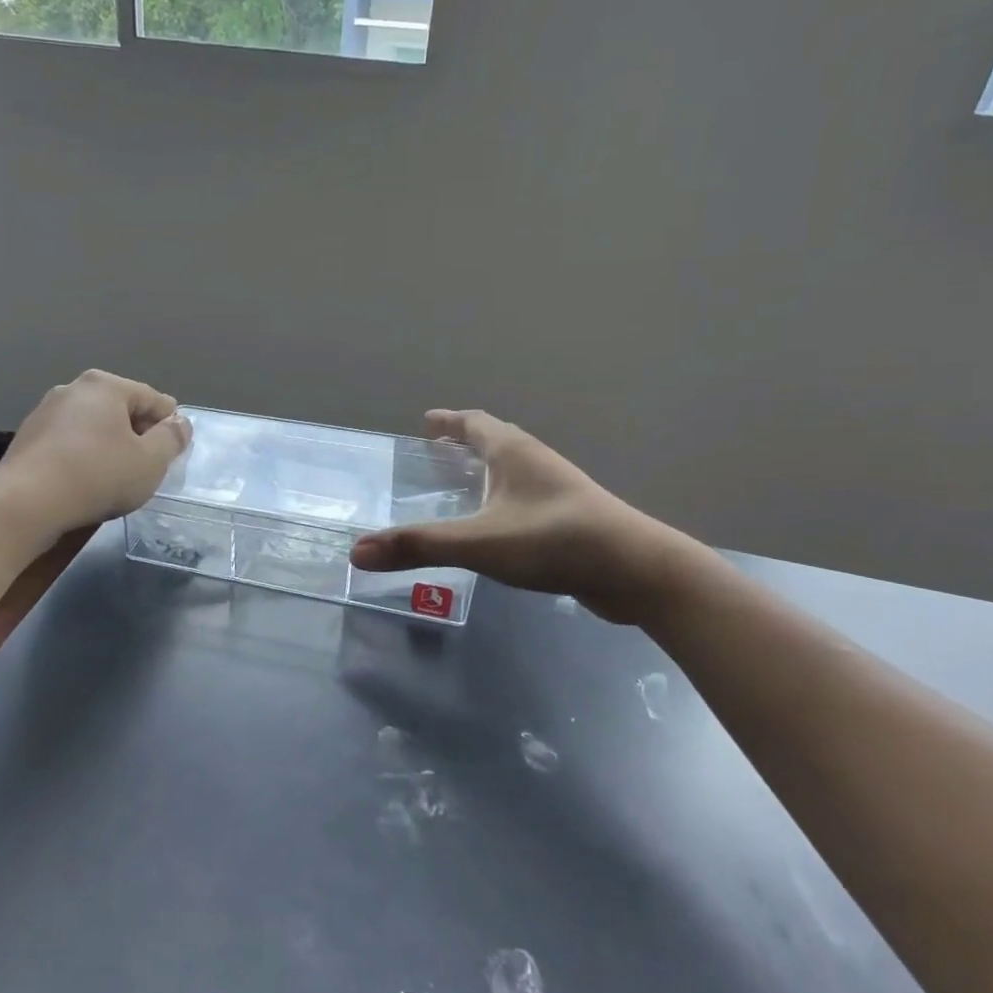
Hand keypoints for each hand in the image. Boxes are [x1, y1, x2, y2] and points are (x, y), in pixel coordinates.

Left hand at [0, 371, 191, 535]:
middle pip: (122, 409)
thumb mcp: (150, 462)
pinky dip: (84, 455)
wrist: (25, 503)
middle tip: (147, 468)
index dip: (170, 426)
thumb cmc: (97, 475)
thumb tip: (180, 423)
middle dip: (138, 435)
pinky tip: (86, 481)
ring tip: (116, 477)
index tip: (173, 454)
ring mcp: (46, 411)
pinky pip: (70, 441)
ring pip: (94, 425)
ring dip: (110, 445)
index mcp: (107, 385)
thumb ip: (172, 439)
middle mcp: (74, 388)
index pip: (154, 400)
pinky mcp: (28, 436)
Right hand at [350, 410, 697, 623]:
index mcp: (513, 453)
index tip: (426, 421)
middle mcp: (536, 462)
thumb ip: (419, 546)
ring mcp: (558, 490)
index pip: (475, 423)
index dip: (449, 421)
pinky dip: (504, 499)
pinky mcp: (571, 519)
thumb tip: (357, 551)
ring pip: (515, 469)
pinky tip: (497, 527)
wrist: (636, 571)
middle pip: (497, 440)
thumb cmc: (554, 541)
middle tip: (438, 451)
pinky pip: (527, 497)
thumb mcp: (479, 543)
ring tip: (464, 486)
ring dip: (488, 469)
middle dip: (466, 442)